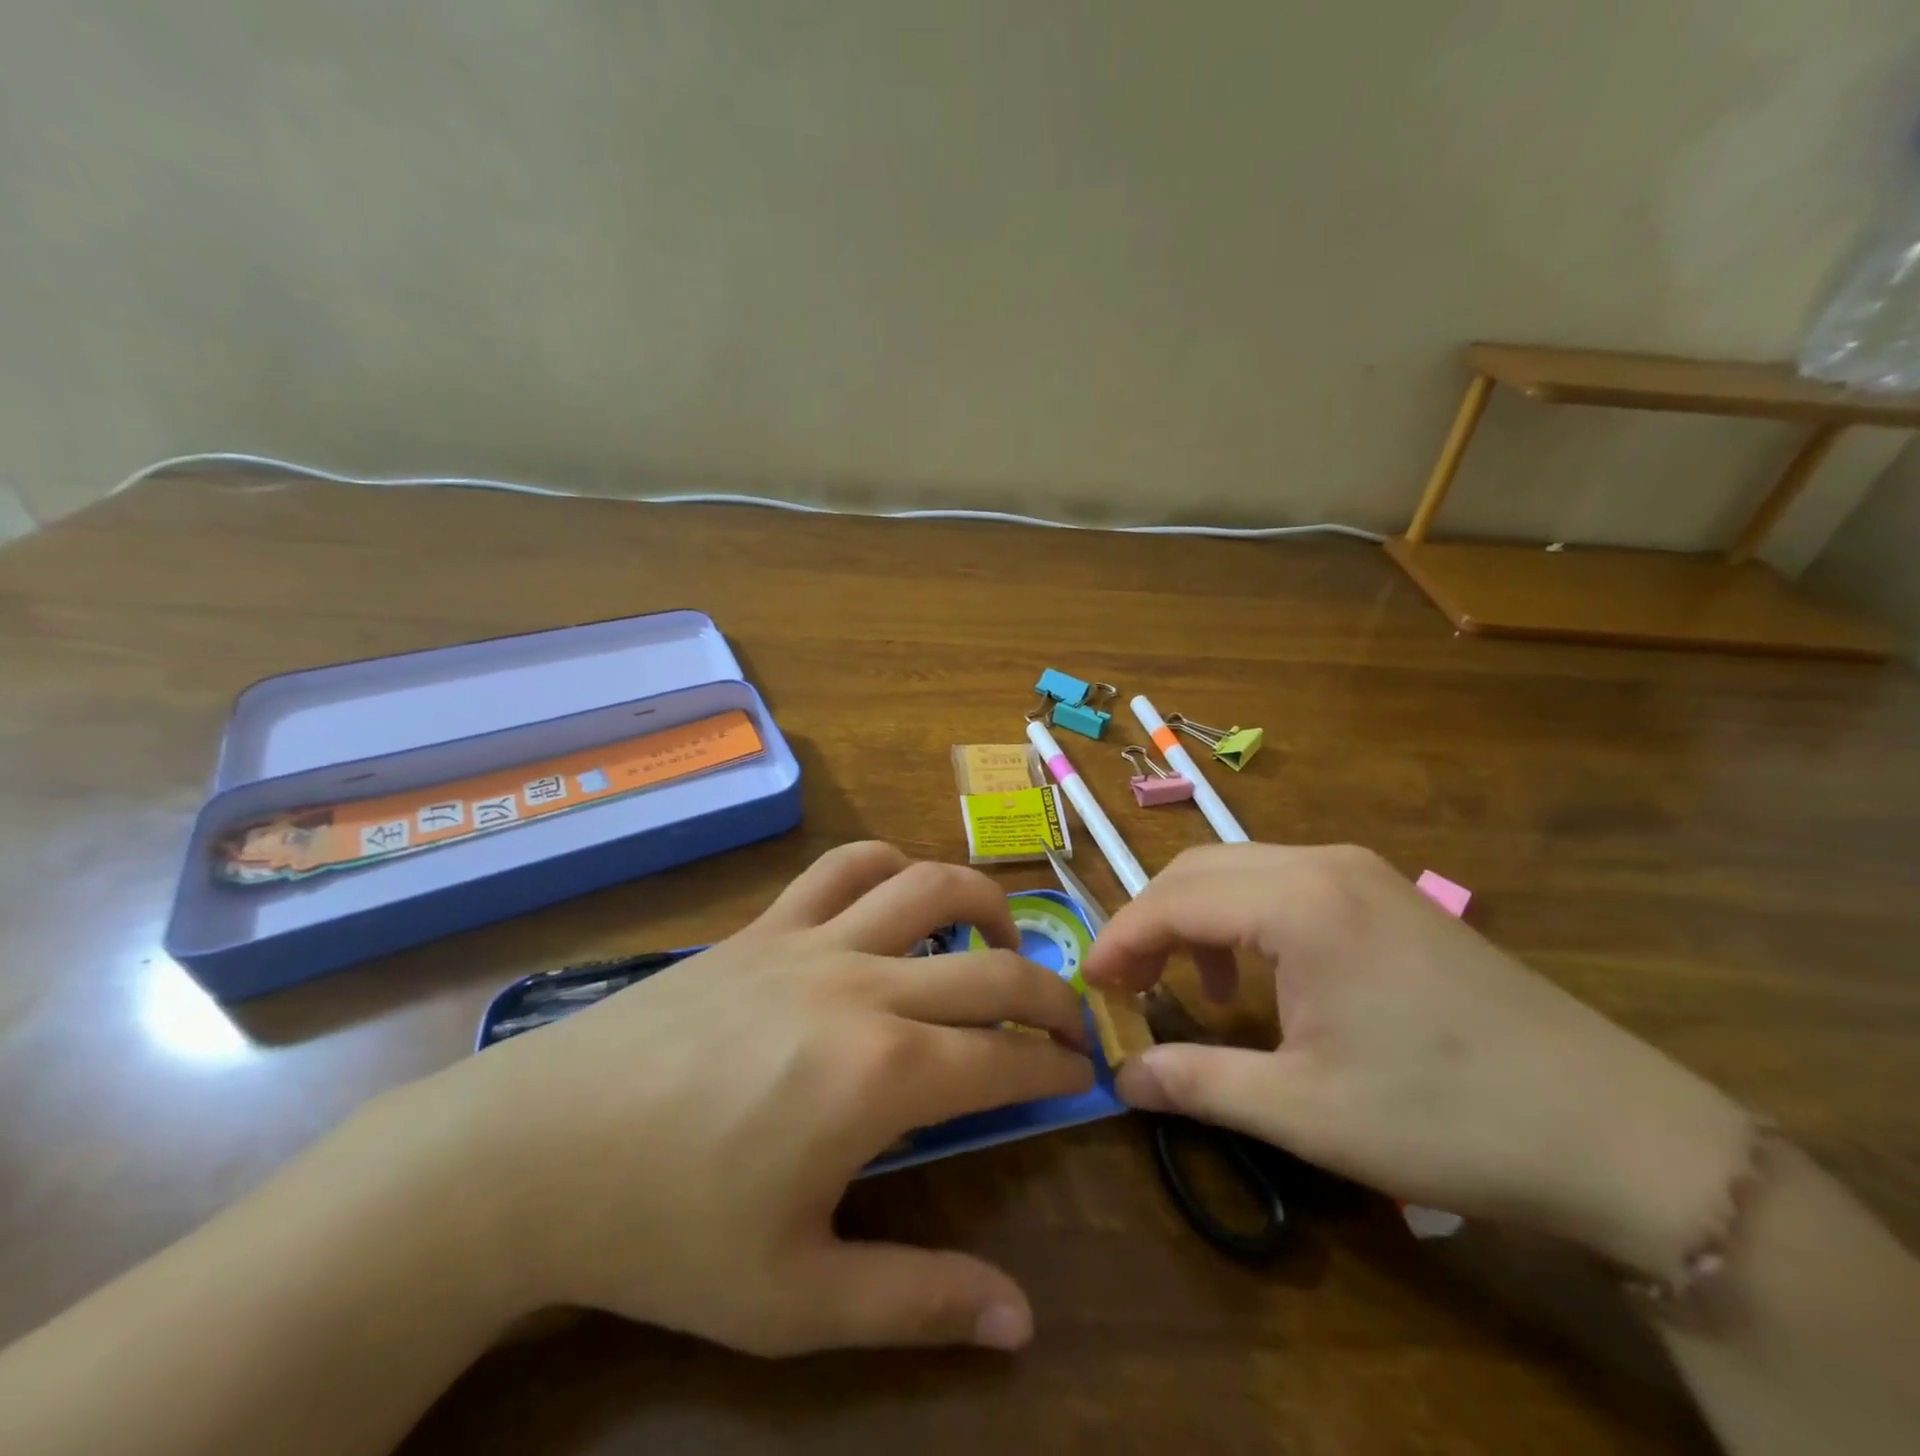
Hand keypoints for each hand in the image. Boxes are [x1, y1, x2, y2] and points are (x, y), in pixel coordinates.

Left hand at [382, 842, 1092, 1355]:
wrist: (537, 1150)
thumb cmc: (664, 1232)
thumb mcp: (794, 1300)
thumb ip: (917, 1302)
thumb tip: (1021, 1322)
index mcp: (881, 1075)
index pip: (1003, 1060)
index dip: (1054, 1068)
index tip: (1078, 1076)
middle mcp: (863, 985)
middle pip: (991, 968)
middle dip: (1048, 993)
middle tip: (1064, 1021)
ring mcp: (812, 942)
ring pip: (928, 886)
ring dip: (984, 903)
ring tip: (998, 941)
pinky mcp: (765, 924)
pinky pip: (842, 867)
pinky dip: (890, 865)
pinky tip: (899, 896)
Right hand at [1084, 843, 1754, 1282]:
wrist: (1620, 1134)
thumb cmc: (1445, 1117)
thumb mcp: (1303, 1110)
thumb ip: (1197, 1081)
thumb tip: (1120, 1078)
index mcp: (1298, 901)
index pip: (1172, 899)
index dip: (1120, 941)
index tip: (1091, 987)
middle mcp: (1323, 864)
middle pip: (1198, 869)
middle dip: (1150, 922)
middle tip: (1129, 986)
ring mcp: (1362, 872)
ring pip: (1239, 869)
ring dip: (1197, 918)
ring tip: (1196, 987)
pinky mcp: (1388, 893)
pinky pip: (1284, 882)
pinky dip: (1245, 917)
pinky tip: (1262, 975)